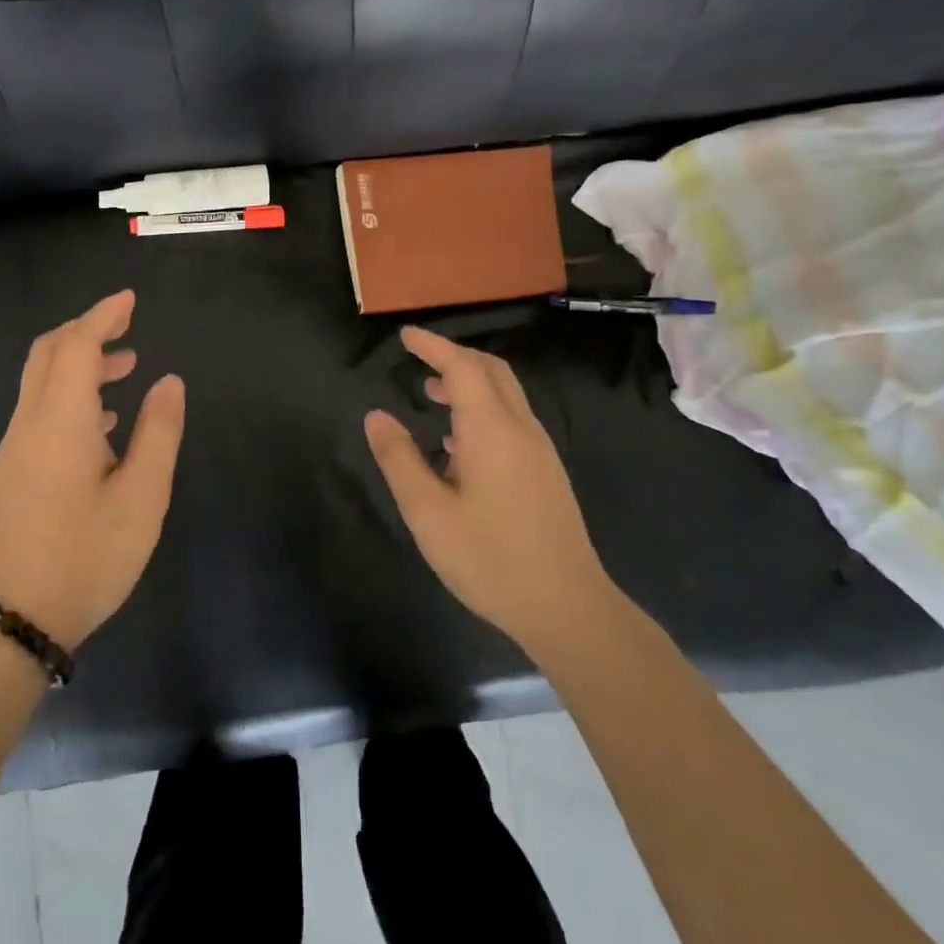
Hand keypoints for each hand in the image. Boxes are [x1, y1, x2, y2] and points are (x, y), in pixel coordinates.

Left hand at [0, 290, 184, 649]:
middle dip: (87, 329)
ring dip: (80, 361)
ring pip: (41, 379)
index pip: (77, 346)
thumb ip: (158, 432)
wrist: (19, 618)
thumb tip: (169, 381)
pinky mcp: (13, 468)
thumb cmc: (89, 555)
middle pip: (49, 353)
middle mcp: (30, 423)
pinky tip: (103, 420)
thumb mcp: (142, 496)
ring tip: (127, 368)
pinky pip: (39, 407)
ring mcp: (15, 447)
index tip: (130, 300)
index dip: (103, 317)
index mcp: (60, 422)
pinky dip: (70, 391)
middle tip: (127, 325)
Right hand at [364, 326, 612, 651]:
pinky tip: (458, 445)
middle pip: (491, 371)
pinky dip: (482, 409)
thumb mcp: (428, 512)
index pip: (462, 367)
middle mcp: (520, 428)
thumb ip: (399, 459)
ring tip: (430, 397)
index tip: (405, 336)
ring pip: (504, 395)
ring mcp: (538, 451)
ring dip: (468, 383)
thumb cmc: (490, 558)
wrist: (568, 608)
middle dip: (454, 356)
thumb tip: (376, 416)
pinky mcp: (545, 473)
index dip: (433, 346)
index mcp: (491, 429)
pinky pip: (511, 420)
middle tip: (418, 359)